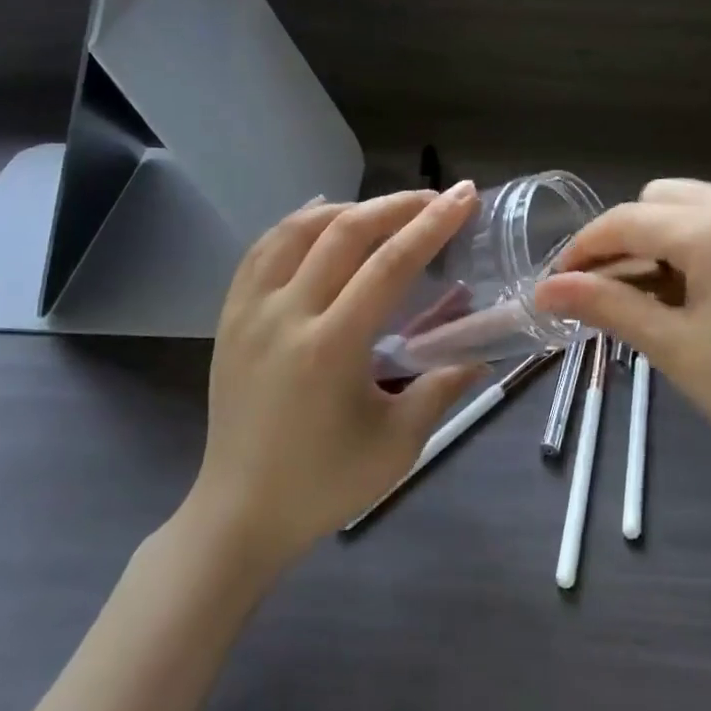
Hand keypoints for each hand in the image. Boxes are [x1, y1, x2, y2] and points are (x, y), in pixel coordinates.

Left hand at [192, 183, 487, 566]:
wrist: (240, 513)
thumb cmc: (324, 484)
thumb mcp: (398, 444)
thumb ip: (442, 388)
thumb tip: (481, 354)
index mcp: (331, 347)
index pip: (390, 264)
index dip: (432, 225)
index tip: (463, 197)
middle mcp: (286, 315)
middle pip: (344, 233)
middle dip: (397, 205)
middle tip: (435, 197)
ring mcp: (250, 312)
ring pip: (297, 230)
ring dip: (348, 209)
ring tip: (385, 210)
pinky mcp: (230, 317)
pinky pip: (261, 251)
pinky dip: (295, 224)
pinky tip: (320, 217)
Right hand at [534, 180, 710, 503]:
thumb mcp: (674, 349)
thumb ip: (605, 306)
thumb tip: (544, 290)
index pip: (628, 220)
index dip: (584, 248)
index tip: (558, 283)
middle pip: (659, 199)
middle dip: (626, 238)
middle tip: (611, 291)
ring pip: (697, 203)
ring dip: (664, 237)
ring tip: (655, 293)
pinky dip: (704, 240)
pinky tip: (702, 287)